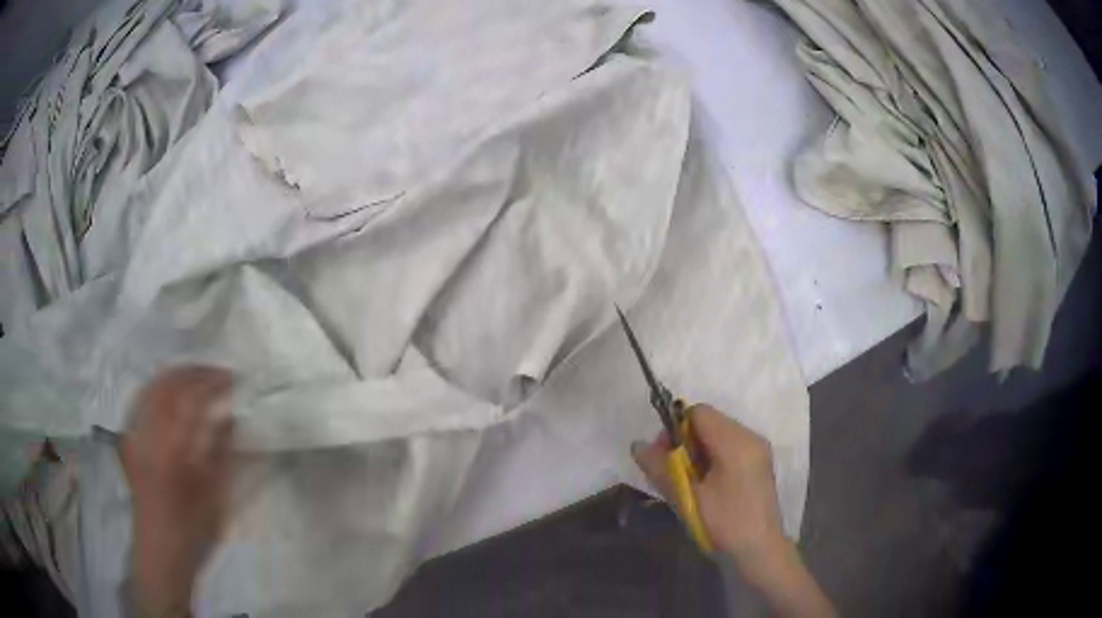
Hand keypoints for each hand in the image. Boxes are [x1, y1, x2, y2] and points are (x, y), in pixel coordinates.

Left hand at [120, 366, 234, 613]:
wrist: (161, 547)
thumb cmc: (193, 526)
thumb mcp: (214, 492)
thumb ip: (220, 450)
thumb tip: (229, 415)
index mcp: (174, 447)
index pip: (192, 396)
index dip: (212, 380)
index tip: (232, 378)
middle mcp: (150, 432)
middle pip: (168, 383)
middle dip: (193, 372)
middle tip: (215, 373)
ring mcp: (135, 433)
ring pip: (151, 388)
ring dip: (174, 376)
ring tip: (193, 379)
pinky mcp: (128, 440)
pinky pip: (139, 401)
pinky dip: (155, 389)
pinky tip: (166, 394)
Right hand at [633, 405, 834, 617]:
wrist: (759, 551)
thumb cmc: (723, 524)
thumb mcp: (687, 498)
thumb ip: (661, 468)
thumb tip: (637, 444)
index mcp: (736, 442)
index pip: (699, 412)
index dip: (676, 428)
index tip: (664, 456)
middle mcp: (751, 437)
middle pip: (709, 422)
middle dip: (685, 442)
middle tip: (672, 473)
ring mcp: (758, 450)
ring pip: (718, 435)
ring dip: (697, 452)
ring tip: (688, 483)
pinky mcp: (759, 464)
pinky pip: (729, 448)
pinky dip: (712, 459)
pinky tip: (706, 486)